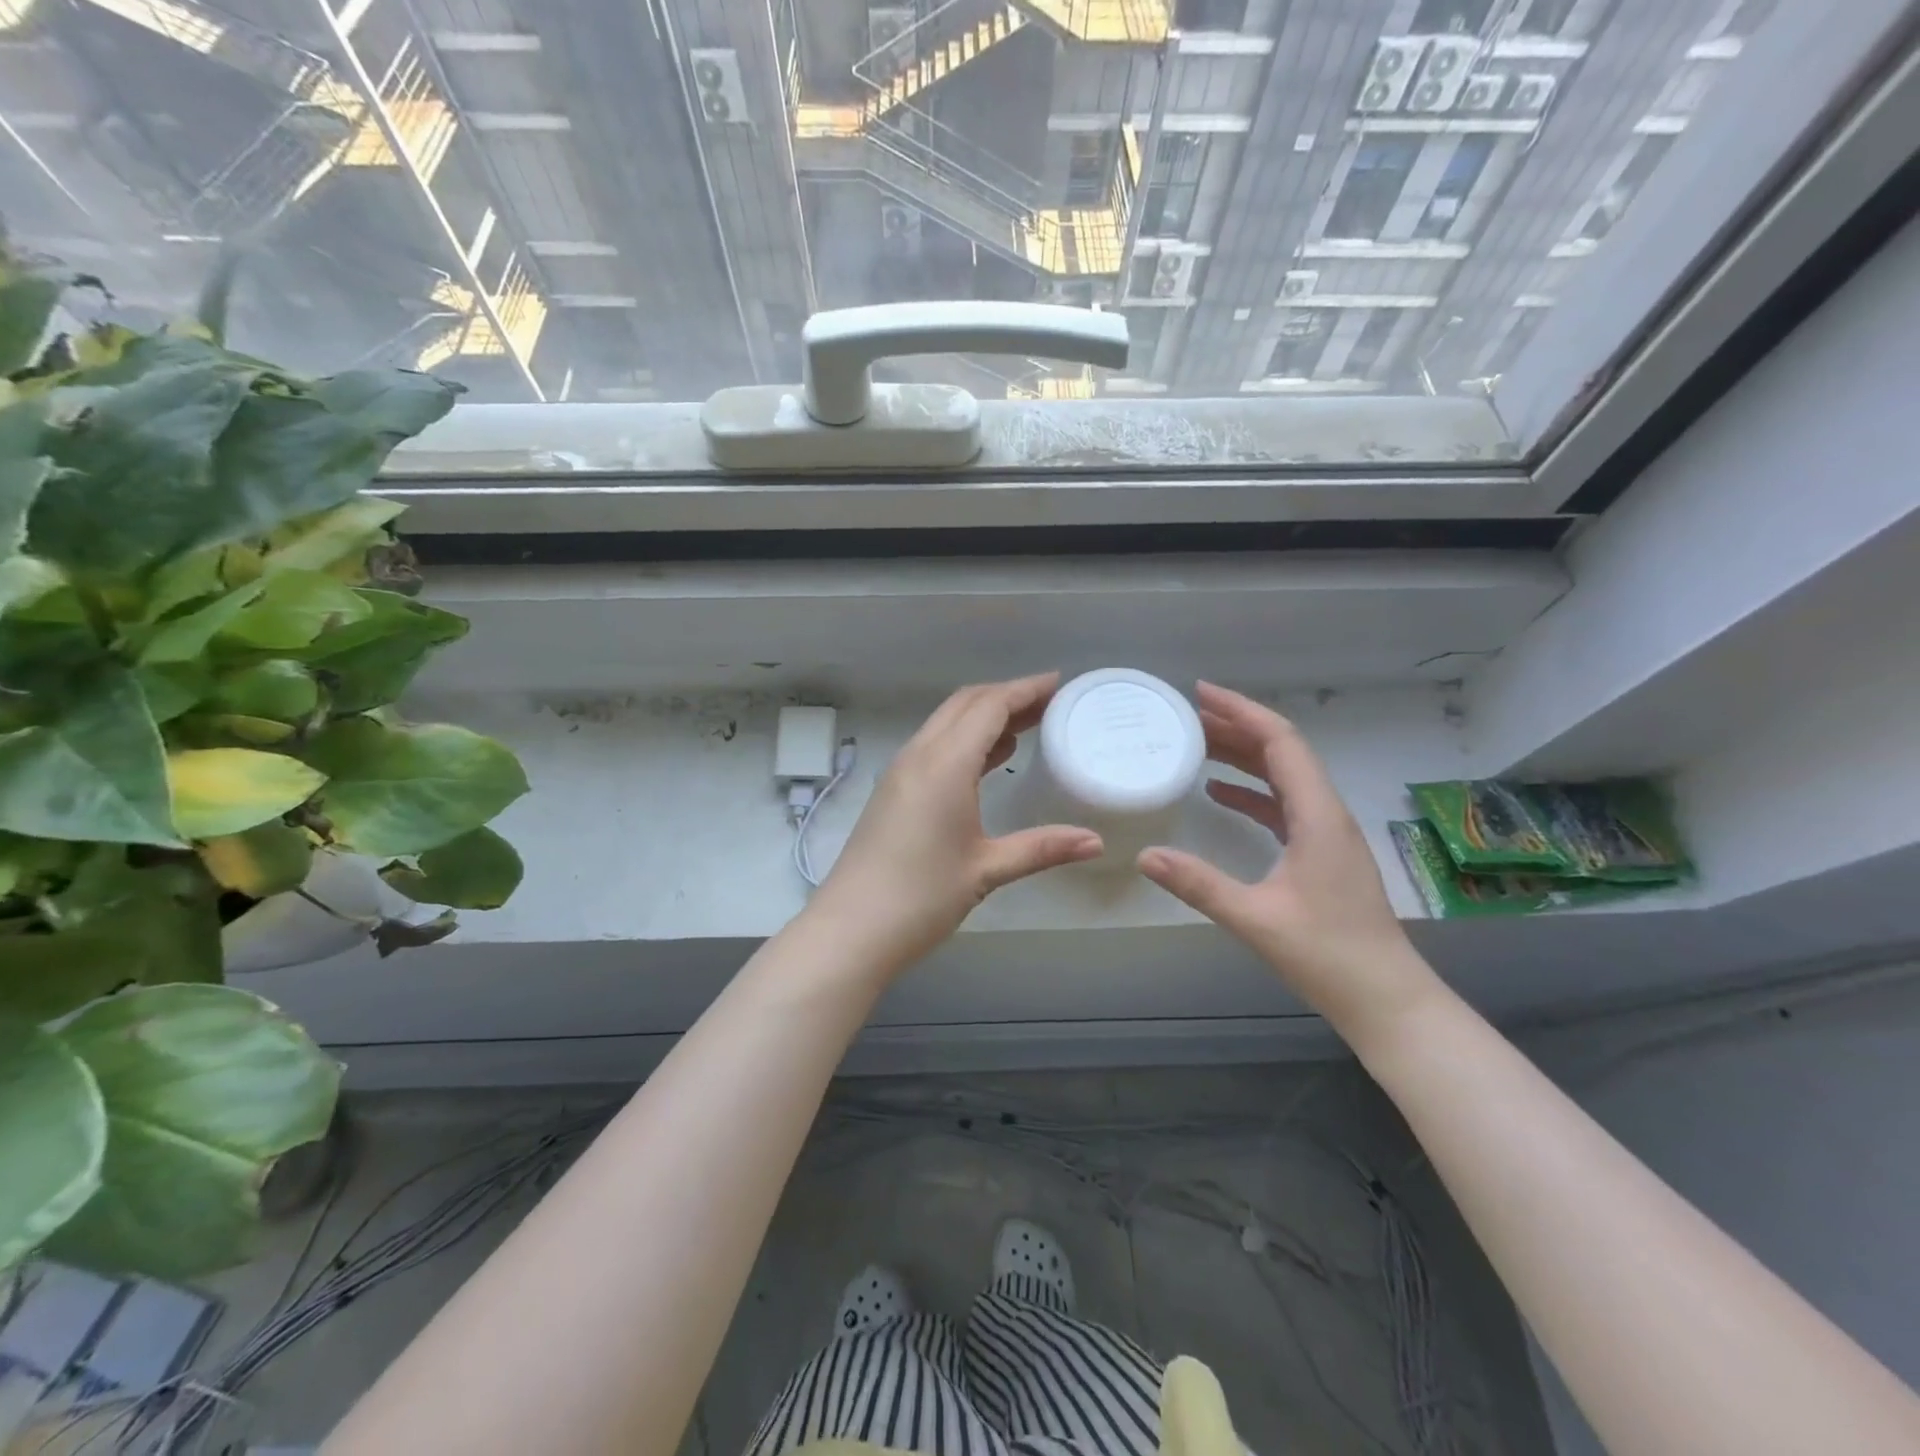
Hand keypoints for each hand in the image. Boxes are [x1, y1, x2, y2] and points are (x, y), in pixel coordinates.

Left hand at [813, 673, 1103, 968]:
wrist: (851, 928)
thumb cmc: (922, 897)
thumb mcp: (987, 869)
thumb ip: (1042, 848)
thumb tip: (1096, 842)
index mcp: (944, 764)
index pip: (989, 706)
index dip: (1025, 690)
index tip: (1058, 684)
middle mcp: (919, 755)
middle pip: (965, 704)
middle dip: (1007, 696)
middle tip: (1049, 704)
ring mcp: (901, 771)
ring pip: (946, 723)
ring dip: (984, 717)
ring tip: (1028, 726)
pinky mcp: (892, 790)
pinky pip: (934, 745)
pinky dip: (965, 739)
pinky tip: (990, 759)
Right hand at [1136, 683, 1438, 1044]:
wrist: (1387, 999)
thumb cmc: (1328, 956)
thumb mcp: (1255, 919)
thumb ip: (1199, 884)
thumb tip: (1144, 855)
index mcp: (1318, 816)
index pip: (1281, 742)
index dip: (1242, 711)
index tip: (1200, 693)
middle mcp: (1326, 813)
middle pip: (1281, 752)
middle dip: (1236, 727)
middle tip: (1186, 716)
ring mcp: (1326, 833)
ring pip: (1282, 777)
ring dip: (1242, 756)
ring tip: (1196, 744)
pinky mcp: (1321, 853)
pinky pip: (1283, 805)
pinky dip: (1250, 791)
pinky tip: (1218, 794)